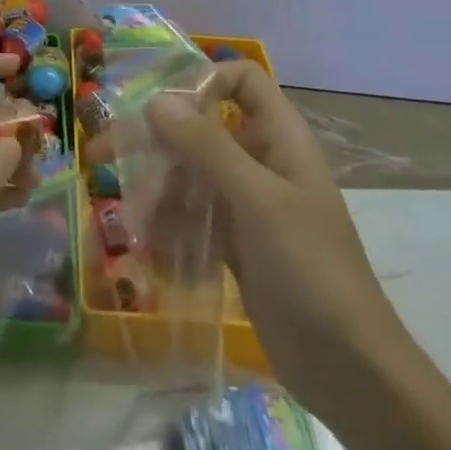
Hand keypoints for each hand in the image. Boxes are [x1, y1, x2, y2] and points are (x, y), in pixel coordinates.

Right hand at [145, 61, 408, 410]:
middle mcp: (263, 162)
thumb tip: (158, 100)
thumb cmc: (309, 269)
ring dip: (157, 192)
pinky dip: (170, 226)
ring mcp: (248, 205)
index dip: (202, 82)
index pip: (242, 80)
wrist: (348, 369)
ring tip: (134, 222)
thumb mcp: (258, 200)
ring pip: (191, 175)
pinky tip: (152, 250)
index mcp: (280, 138)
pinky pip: (193, 217)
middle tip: (102, 154)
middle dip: (155, 141)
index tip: (159, 109)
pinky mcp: (236, 243)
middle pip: (202, 129)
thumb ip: (207, 146)